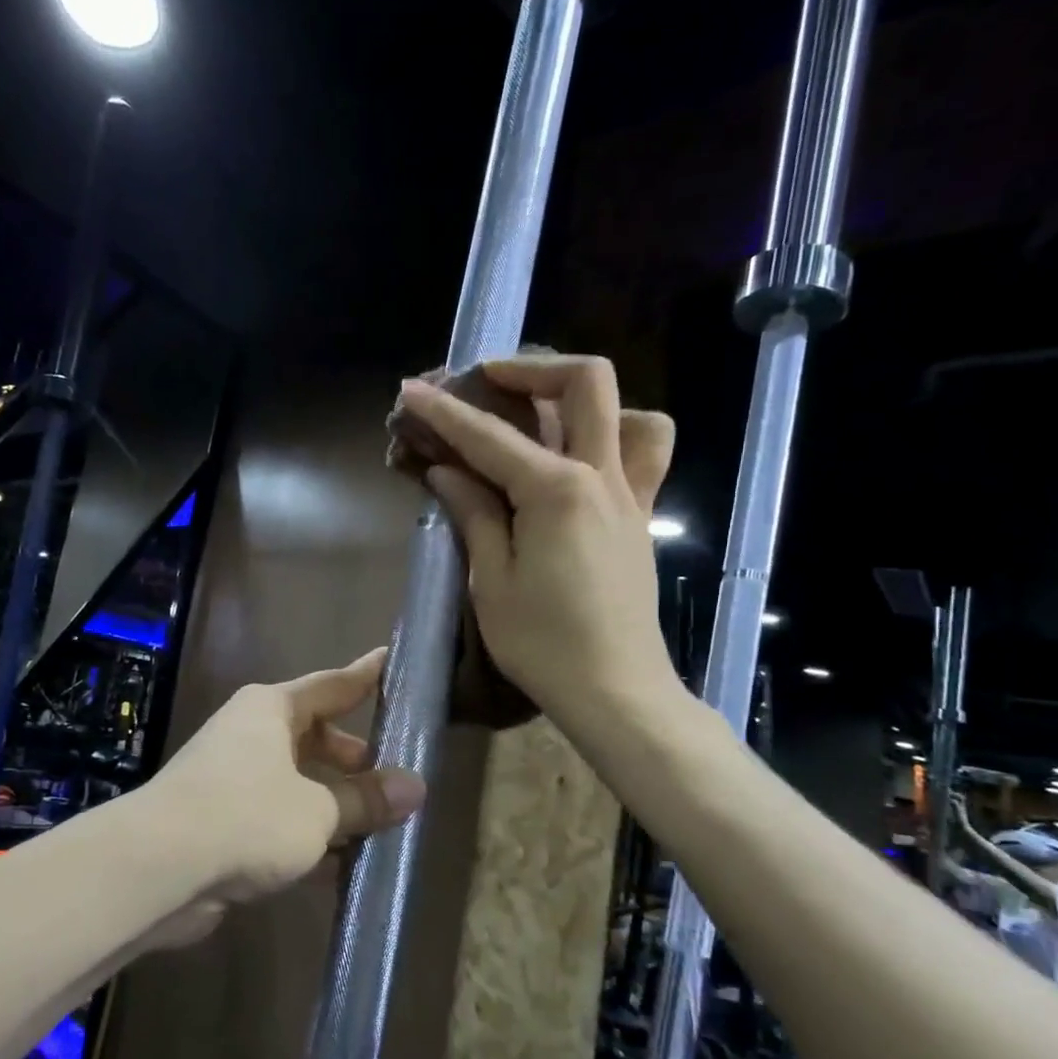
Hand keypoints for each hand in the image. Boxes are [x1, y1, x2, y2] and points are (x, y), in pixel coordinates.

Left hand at [154, 649, 426, 905]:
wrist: (157, 868)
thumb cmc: (247, 815)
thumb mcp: (319, 809)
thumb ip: (366, 799)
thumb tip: (417, 787)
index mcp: (271, 709)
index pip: (331, 685)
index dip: (366, 676)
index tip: (392, 661)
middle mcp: (249, 734)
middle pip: (313, 736)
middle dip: (351, 758)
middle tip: (391, 774)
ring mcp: (230, 778)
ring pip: (296, 782)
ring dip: (332, 804)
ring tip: (378, 825)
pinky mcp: (219, 822)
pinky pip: (276, 819)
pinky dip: (306, 836)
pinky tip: (339, 865)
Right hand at [396, 353, 684, 741]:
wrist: (616, 690)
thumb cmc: (543, 644)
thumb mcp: (492, 581)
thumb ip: (474, 515)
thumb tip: (447, 472)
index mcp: (555, 491)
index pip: (489, 437)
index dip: (444, 411)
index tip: (412, 390)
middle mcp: (600, 477)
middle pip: (585, 384)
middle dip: (533, 368)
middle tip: (490, 380)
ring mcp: (629, 496)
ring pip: (632, 412)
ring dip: (589, 400)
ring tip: (546, 418)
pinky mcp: (640, 519)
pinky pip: (644, 456)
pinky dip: (616, 437)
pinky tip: (578, 463)